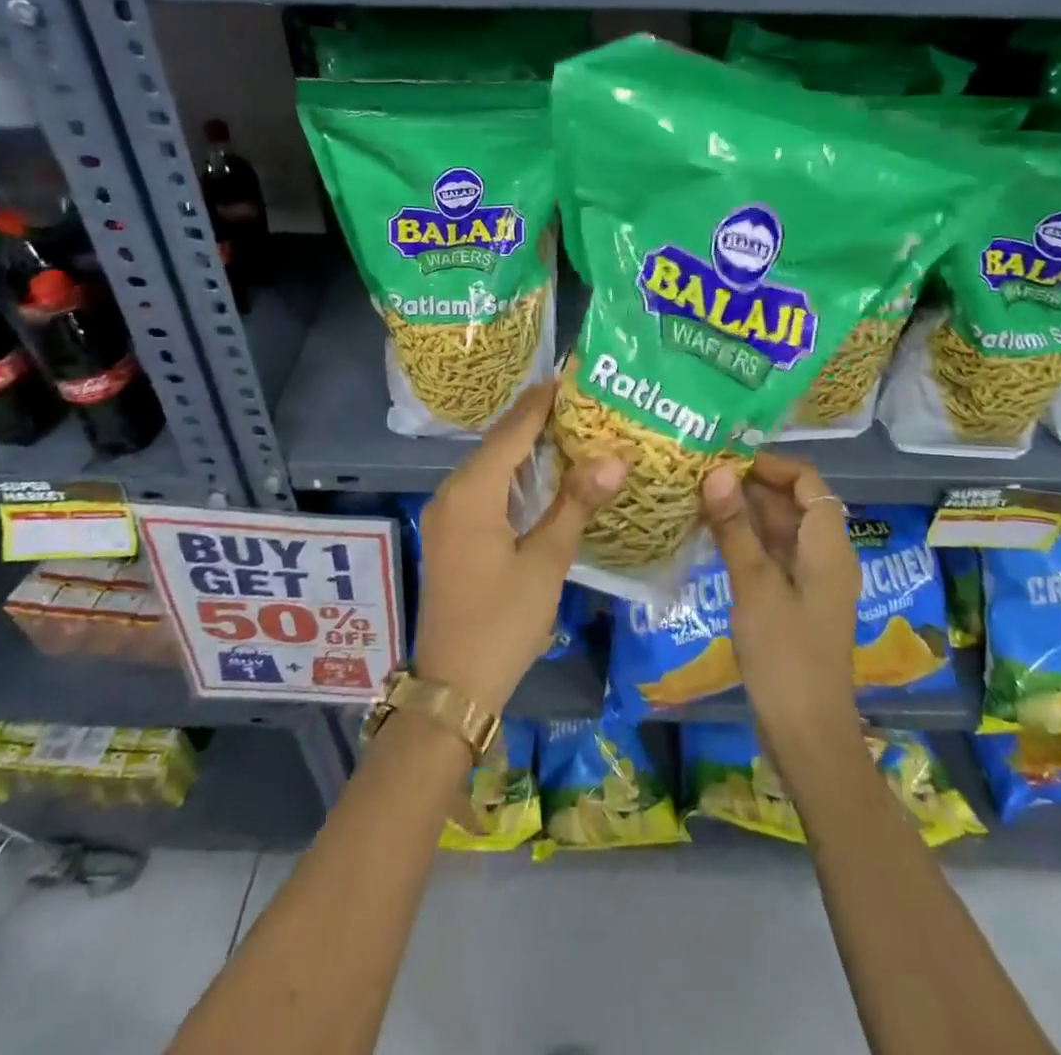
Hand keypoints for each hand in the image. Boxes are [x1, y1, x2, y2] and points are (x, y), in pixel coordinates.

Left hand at [414, 382, 627, 716]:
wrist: (453, 686)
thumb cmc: (502, 623)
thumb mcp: (545, 562)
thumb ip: (575, 505)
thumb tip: (614, 459)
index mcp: (472, 492)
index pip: (512, 430)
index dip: (542, 401)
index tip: (573, 374)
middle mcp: (452, 492)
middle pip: (498, 442)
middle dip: (537, 419)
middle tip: (583, 399)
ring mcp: (447, 513)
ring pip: (490, 465)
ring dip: (526, 446)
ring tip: (571, 427)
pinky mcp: (451, 532)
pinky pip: (484, 487)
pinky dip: (514, 474)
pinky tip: (543, 473)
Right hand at [702, 453, 860, 754]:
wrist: (807, 733)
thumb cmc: (786, 655)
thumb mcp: (755, 586)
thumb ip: (735, 528)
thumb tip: (716, 473)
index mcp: (828, 546)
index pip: (807, 482)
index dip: (771, 464)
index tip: (726, 457)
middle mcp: (825, 555)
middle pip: (793, 503)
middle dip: (751, 485)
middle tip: (701, 474)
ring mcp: (811, 580)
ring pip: (780, 529)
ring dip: (746, 512)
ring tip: (699, 496)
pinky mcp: (795, 601)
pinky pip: (773, 555)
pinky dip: (747, 540)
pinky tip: (712, 535)